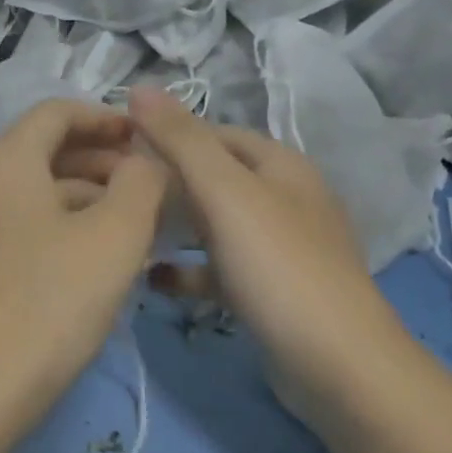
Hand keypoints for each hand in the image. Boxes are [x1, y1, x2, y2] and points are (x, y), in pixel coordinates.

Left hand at [0, 100, 167, 429]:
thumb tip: (143, 160)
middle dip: (95, 160)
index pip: (55, 113)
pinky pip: (6, 217)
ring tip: (125, 221)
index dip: (105, 118)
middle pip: (37, 149)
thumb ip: (141, 182)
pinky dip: (47, 219)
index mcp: (0, 160)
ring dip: (75, 193)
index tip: (145, 140)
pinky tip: (82, 250)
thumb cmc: (51, 302)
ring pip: (23, 187)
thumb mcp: (116, 236)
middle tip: (144, 186)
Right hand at [125, 88, 406, 420]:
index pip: (215, 133)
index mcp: (280, 166)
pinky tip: (153, 279)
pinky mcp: (271, 292)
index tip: (119, 149)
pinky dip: (188, 271)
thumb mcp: (224, 192)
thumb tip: (139, 87)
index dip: (169, 134)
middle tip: (115, 193)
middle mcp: (284, 200)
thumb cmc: (278, 265)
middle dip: (166, 181)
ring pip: (215, 225)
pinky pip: (219, 270)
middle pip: (214, 178)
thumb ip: (180, 140)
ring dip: (174, 226)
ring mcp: (280, 249)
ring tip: (127, 230)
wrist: (336, 365)